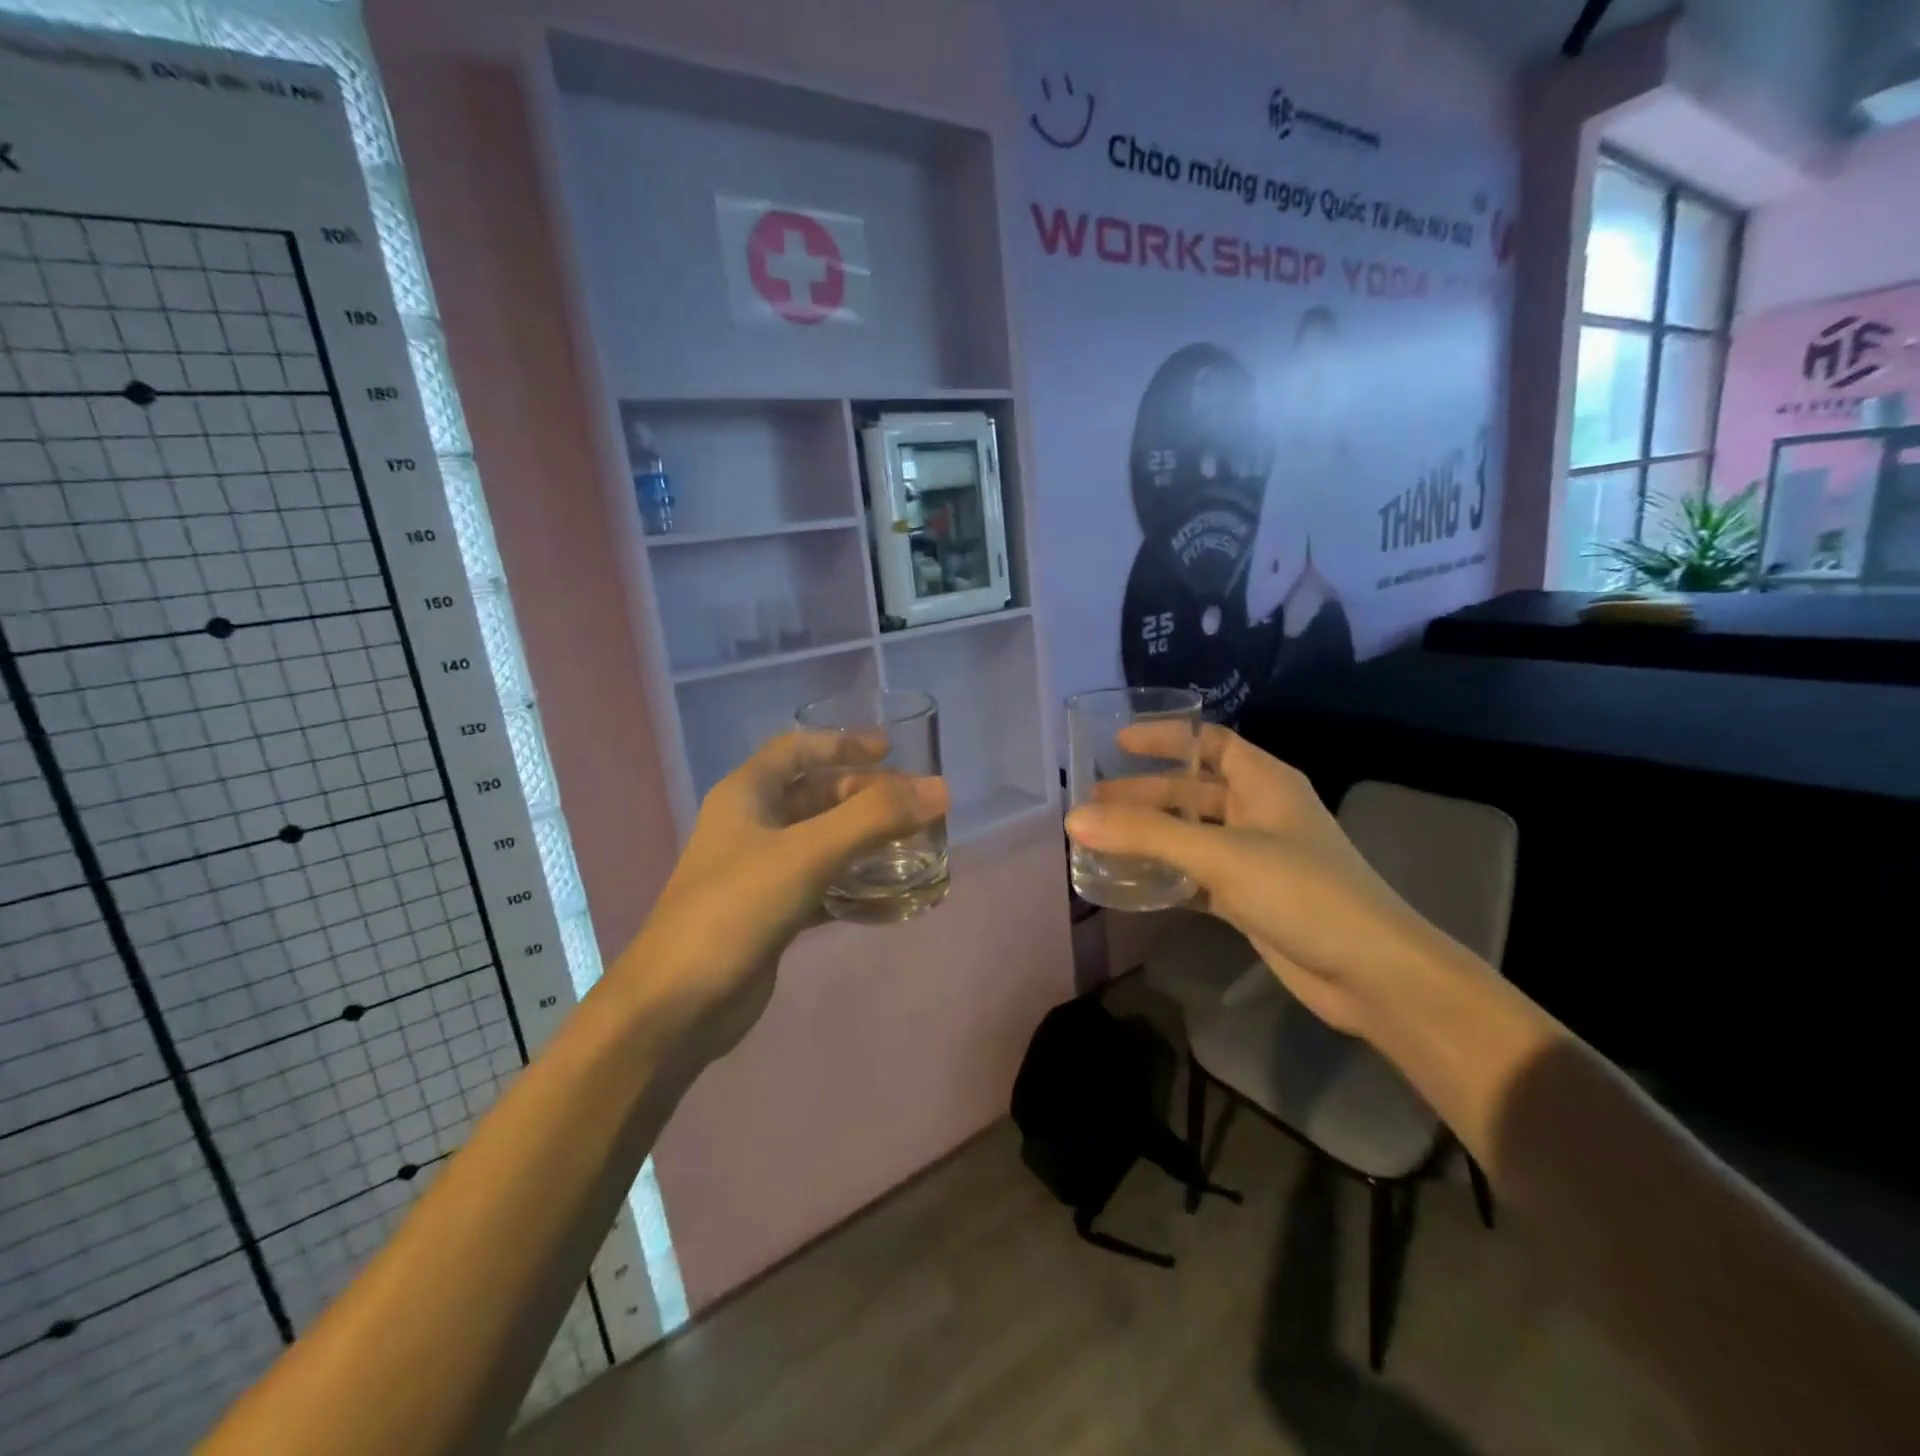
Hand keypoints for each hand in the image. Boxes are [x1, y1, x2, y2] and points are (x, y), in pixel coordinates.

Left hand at [616, 732, 946, 1069]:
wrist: (676, 1006)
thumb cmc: (736, 909)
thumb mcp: (808, 853)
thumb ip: (875, 818)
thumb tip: (940, 788)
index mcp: (746, 795)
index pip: (798, 750)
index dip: (843, 743)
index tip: (891, 751)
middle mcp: (750, 826)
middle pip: (814, 795)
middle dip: (863, 795)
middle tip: (914, 805)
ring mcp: (758, 872)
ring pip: (820, 841)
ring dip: (862, 839)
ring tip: (911, 844)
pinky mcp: (770, 913)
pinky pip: (820, 884)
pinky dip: (851, 883)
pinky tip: (886, 893)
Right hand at [1065, 723, 1463, 1033]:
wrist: (1371, 974)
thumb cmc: (1302, 892)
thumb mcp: (1221, 854)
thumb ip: (1146, 835)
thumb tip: (1074, 818)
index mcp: (1265, 783)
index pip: (1211, 742)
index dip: (1167, 737)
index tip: (1118, 741)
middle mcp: (1260, 812)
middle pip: (1193, 791)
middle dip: (1145, 794)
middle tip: (1093, 802)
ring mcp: (1256, 858)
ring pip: (1191, 835)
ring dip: (1150, 835)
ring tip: (1100, 839)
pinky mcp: (1249, 898)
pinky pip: (1196, 875)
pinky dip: (1165, 875)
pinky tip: (1130, 882)